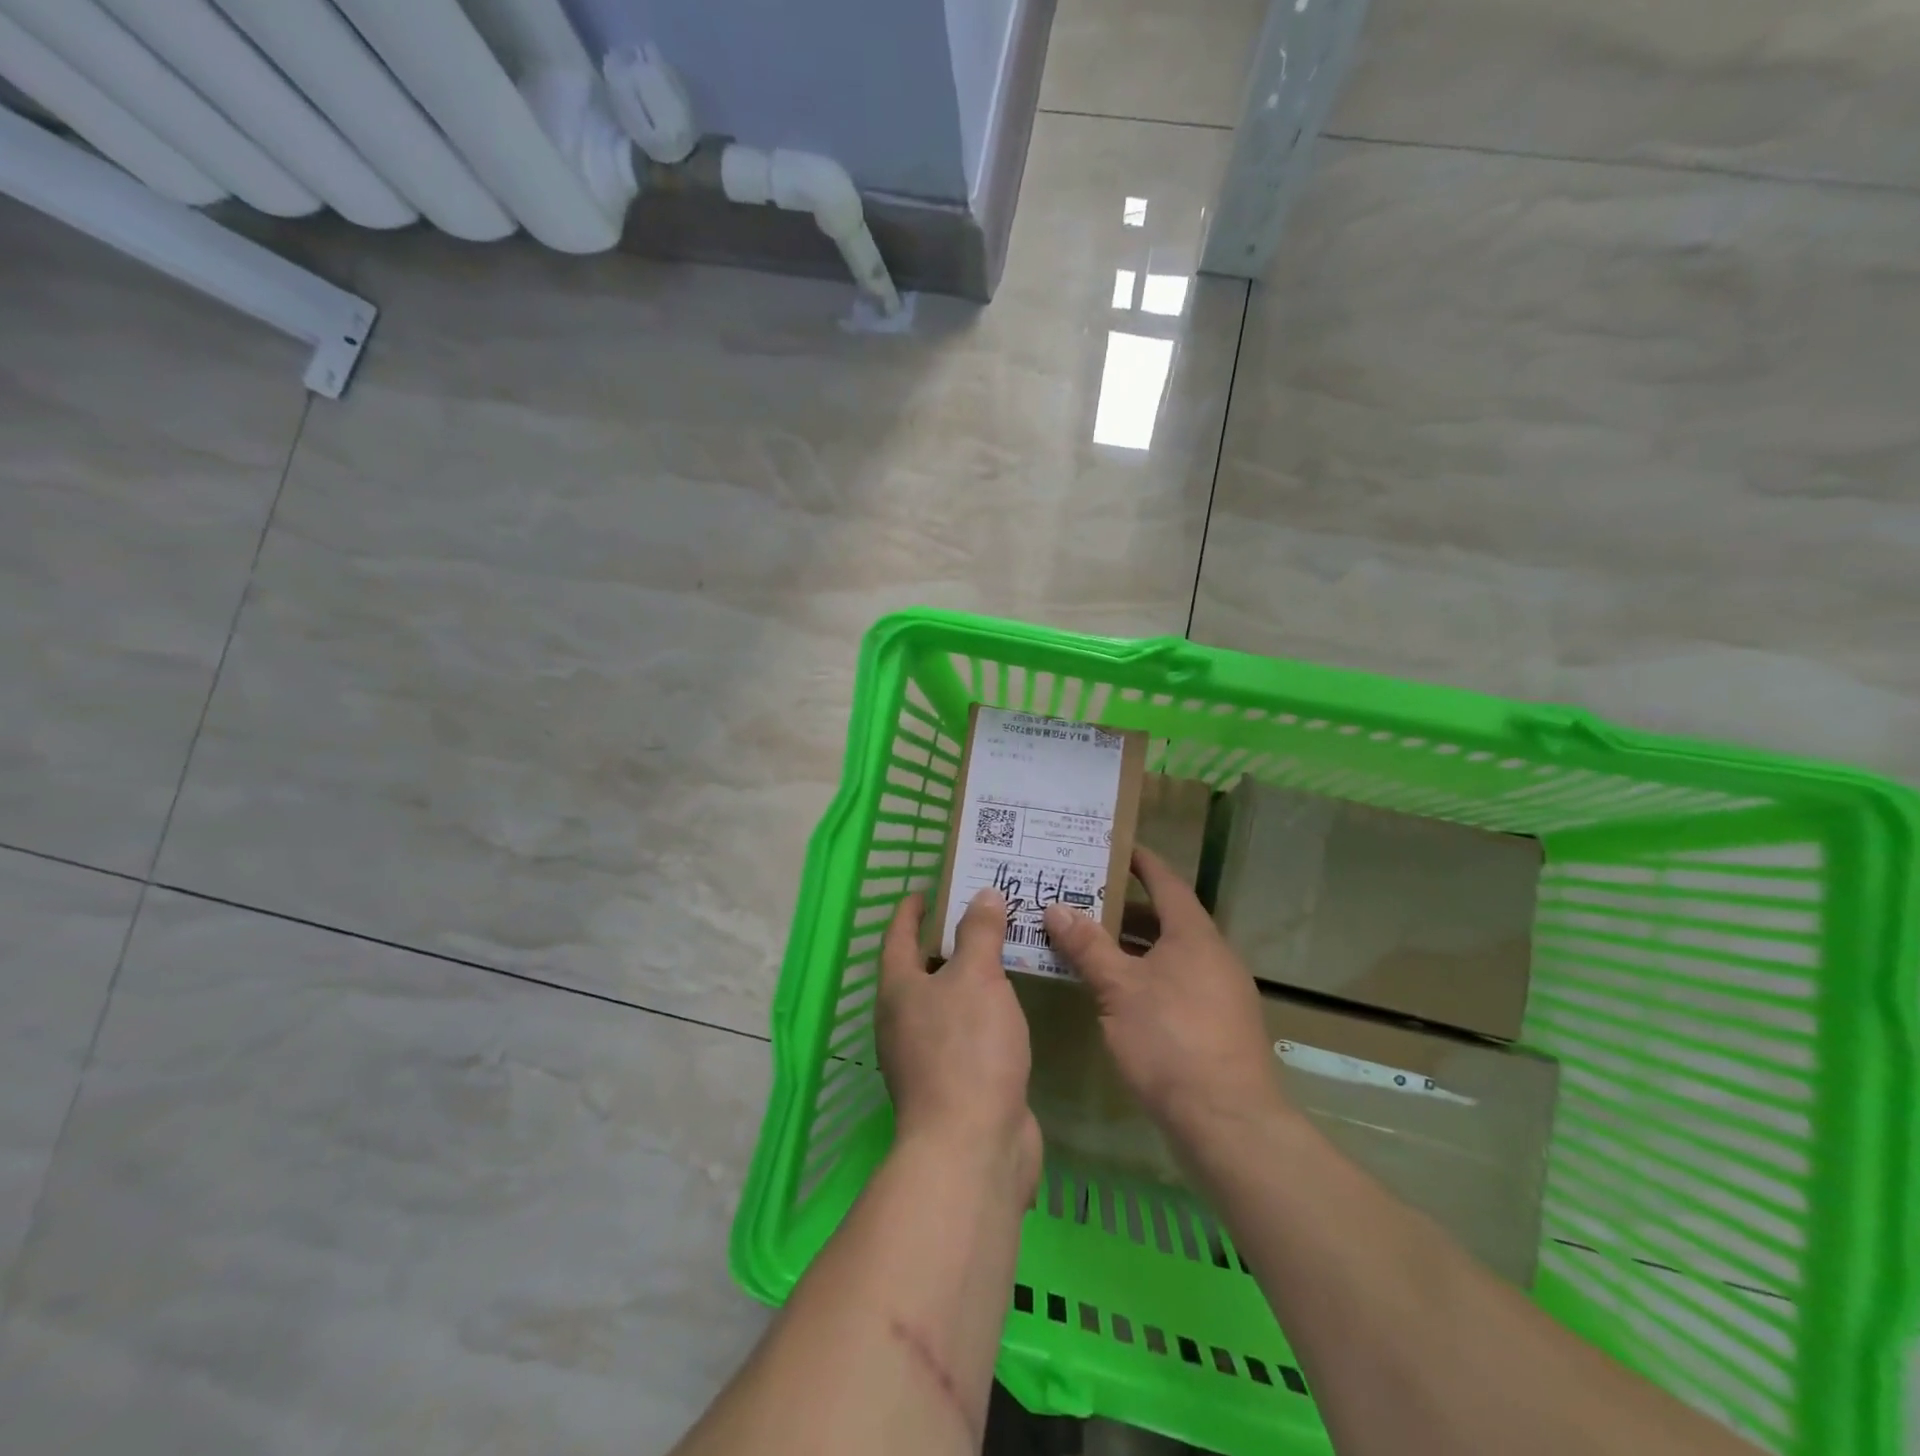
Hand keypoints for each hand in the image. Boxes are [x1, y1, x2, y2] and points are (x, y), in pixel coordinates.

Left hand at [879, 889, 1041, 1196]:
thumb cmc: (967, 1049)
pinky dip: (985, 1009)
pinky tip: (1011, 1002)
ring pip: (948, 1001)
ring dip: (970, 975)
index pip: (897, 935)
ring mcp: (927, 1055)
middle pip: (922, 968)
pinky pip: (968, 1031)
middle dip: (948, 939)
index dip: (911, 909)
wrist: (973, 1147)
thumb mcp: (976, 977)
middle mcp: (904, 1020)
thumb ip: (979, 933)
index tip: (929, 888)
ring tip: (1003, 950)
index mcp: (898, 990)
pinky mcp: (956, 1082)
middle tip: (982, 912)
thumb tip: (982, 895)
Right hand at [1042, 846, 1285, 1151]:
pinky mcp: (1217, 1025)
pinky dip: (1145, 974)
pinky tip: (1116, 992)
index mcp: (1194, 935)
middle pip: (1166, 918)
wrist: (1228, 1123)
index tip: (1112, 848)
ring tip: (1089, 941)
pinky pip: (1176, 981)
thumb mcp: (1119, 989)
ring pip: (1170, 953)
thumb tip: (1056, 907)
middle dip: (1125, 908)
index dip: (1140, 862)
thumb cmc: (1171, 1040)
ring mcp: (1220, 992)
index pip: (1166, 882)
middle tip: (1082, 898)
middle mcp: (1213, 956)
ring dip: (1133, 945)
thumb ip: (1088, 946)